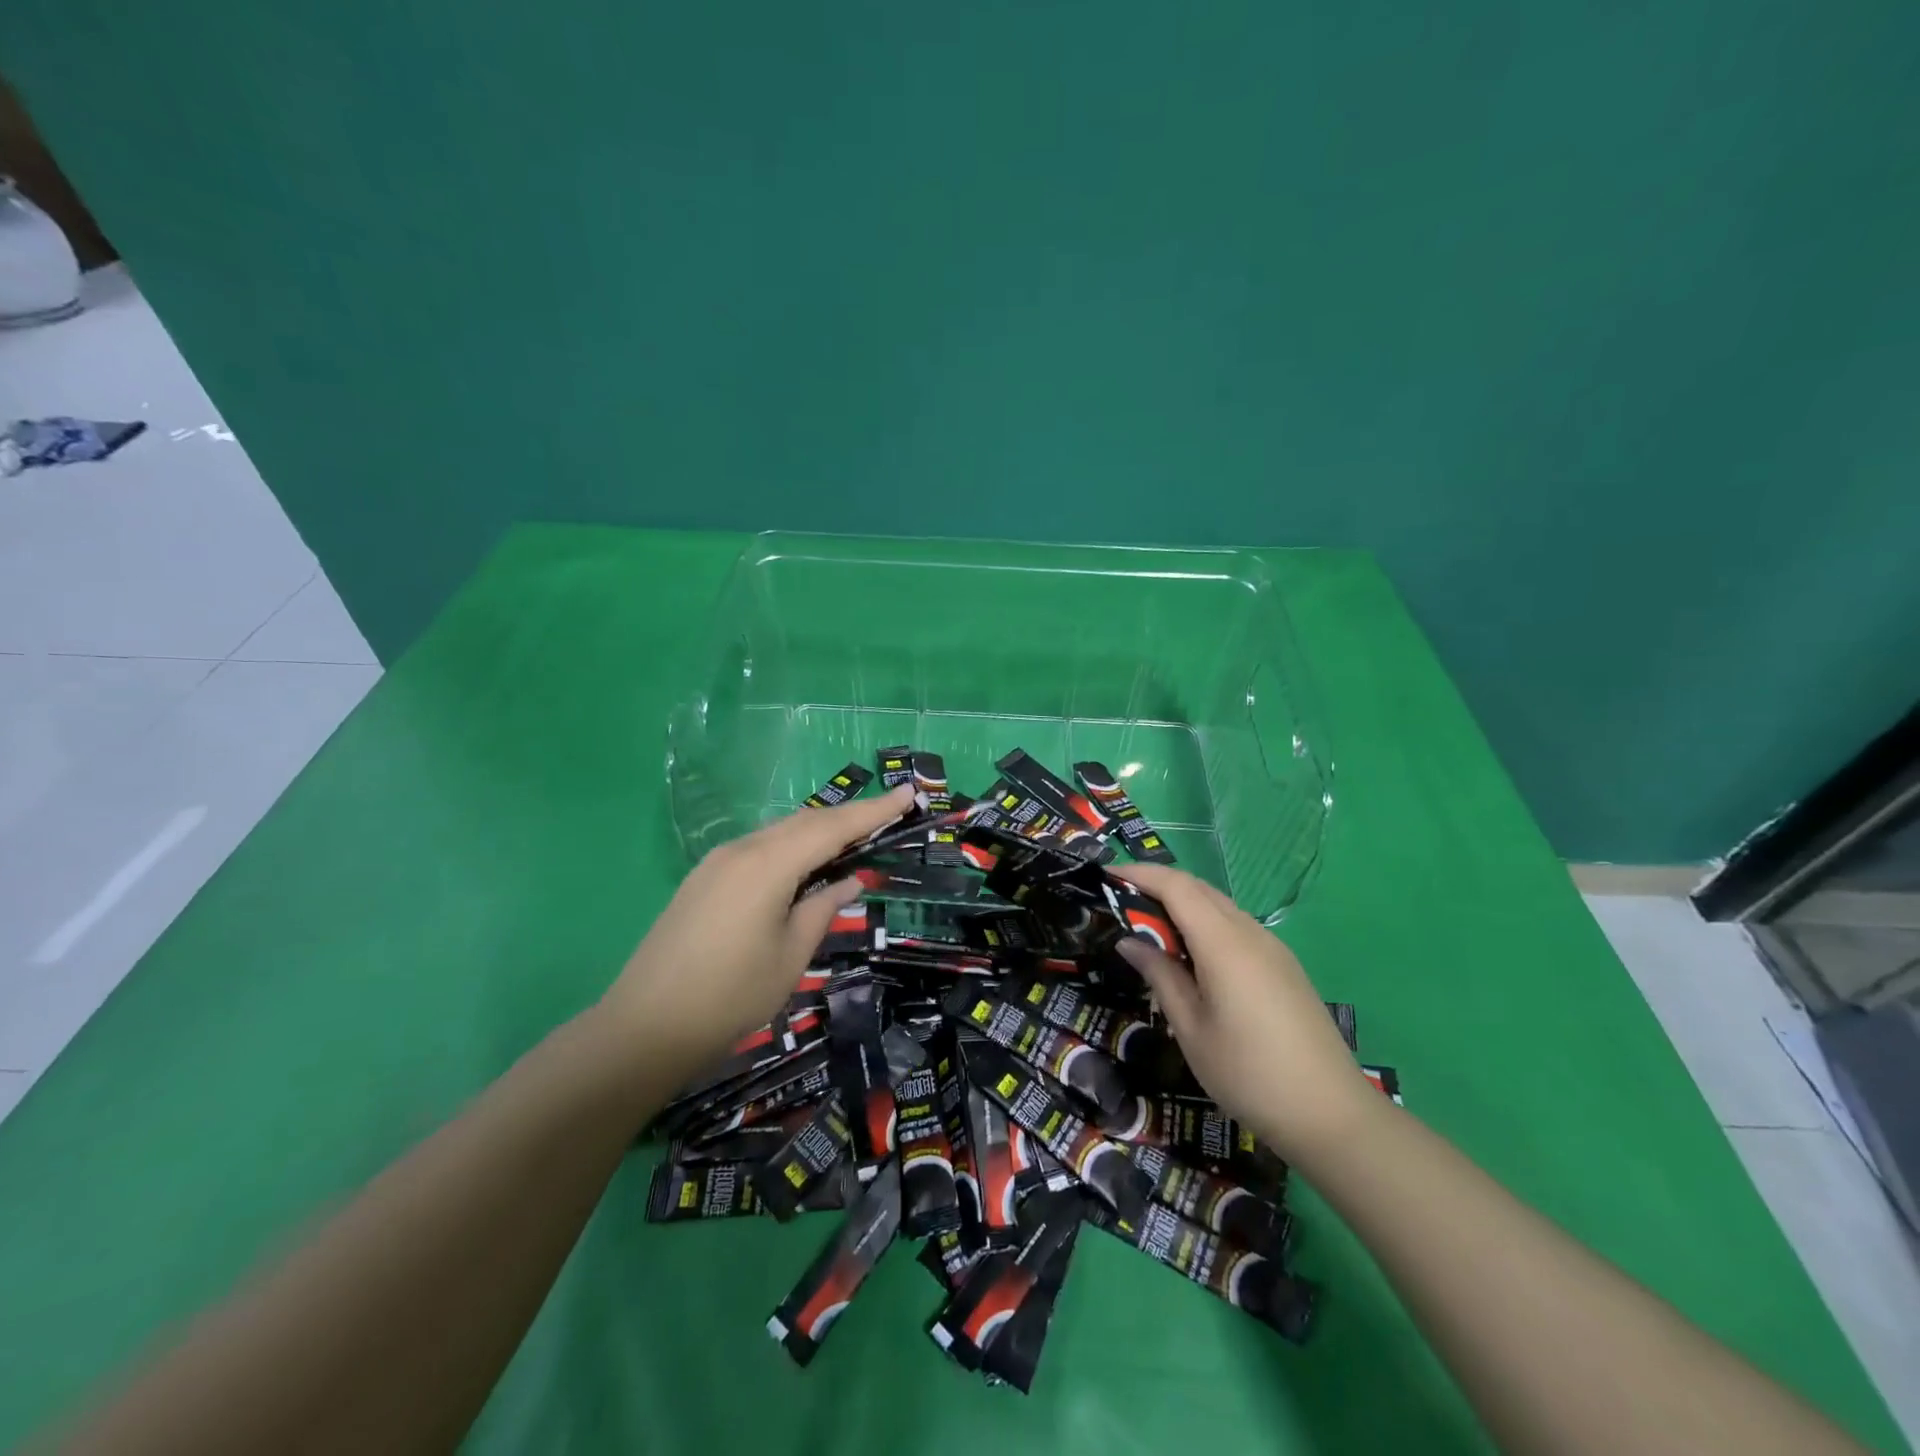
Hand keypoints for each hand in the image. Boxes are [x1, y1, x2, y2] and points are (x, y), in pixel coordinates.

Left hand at [599, 785, 914, 1083]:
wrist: (644, 1026)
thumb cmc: (730, 996)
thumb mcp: (791, 955)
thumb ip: (823, 907)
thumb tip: (850, 879)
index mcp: (768, 865)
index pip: (833, 827)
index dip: (874, 810)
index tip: (908, 792)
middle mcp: (742, 850)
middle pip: (806, 822)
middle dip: (850, 816)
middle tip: (890, 813)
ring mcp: (717, 862)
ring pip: (780, 832)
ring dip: (820, 830)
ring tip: (856, 836)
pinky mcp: (704, 878)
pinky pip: (759, 848)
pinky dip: (792, 846)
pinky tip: (806, 863)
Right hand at [1115, 864, 1375, 1161]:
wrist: (1332, 1115)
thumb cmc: (1248, 1074)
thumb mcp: (1190, 1028)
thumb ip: (1160, 975)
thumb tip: (1131, 941)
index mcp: (1224, 943)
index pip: (1176, 886)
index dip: (1139, 873)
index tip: (1106, 876)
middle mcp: (1250, 933)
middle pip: (1198, 888)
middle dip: (1156, 885)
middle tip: (1120, 904)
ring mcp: (1273, 948)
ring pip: (1219, 906)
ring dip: (1182, 905)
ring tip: (1149, 929)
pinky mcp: (1284, 965)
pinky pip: (1236, 926)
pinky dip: (1204, 924)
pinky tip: (1191, 955)